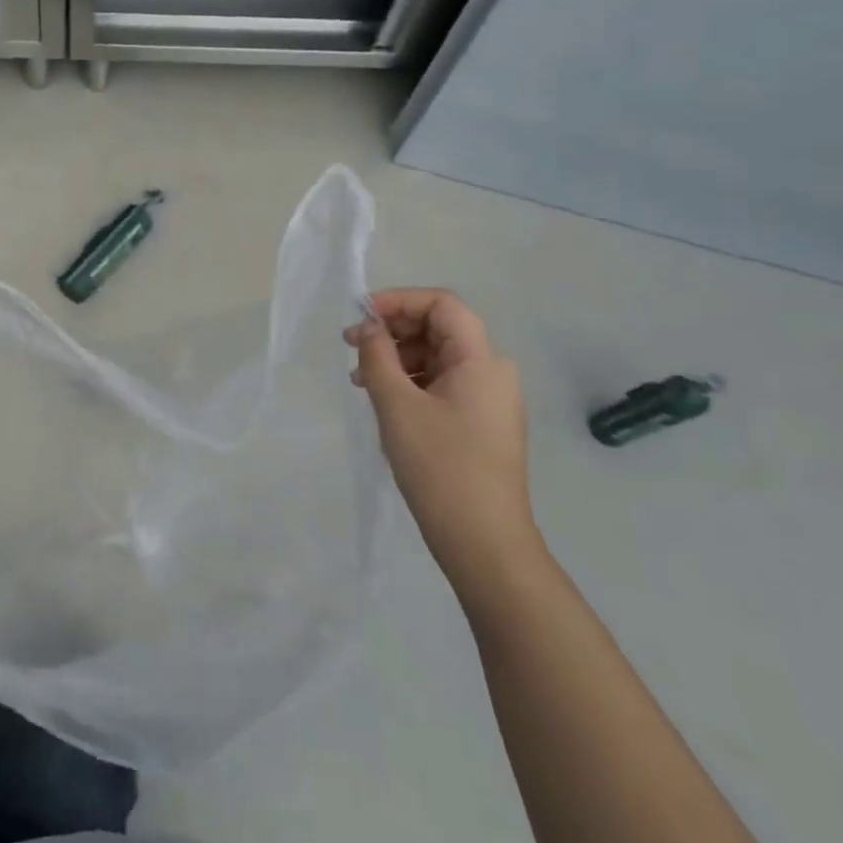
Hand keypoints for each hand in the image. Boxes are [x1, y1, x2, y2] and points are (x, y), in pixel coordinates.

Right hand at [345, 289, 536, 596]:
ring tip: (360, 379)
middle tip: (350, 344)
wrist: (484, 542)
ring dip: (397, 358)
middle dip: (393, 330)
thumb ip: (377, 356)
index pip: (442, 304)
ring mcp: (489, 400)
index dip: (398, 300)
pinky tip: (383, 400)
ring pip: (437, 358)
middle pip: (439, 329)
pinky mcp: (480, 424)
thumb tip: (367, 327)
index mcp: (481, 360)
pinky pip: (442, 384)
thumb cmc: (440, 466)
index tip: (360, 314)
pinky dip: (410, 382)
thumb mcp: (397, 405)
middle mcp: (492, 372)